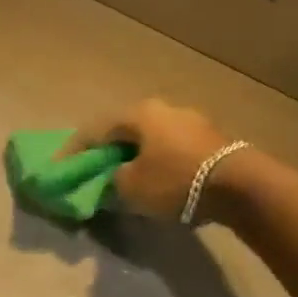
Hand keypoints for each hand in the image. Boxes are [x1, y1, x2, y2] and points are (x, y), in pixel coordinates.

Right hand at [63, 98, 236, 220]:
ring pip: (150, 140)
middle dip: (107, 153)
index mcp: (138, 114)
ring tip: (125, 179)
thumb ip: (110, 182)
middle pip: (125, 132)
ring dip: (134, 158)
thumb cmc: (175, 181)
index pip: (94, 131)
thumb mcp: (129, 188)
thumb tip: (111, 179)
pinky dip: (157, 162)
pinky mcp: (211, 139)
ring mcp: (191, 121)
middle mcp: (164, 108)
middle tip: (94, 172)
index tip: (59, 169)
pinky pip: (172, 149)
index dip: (73, 152)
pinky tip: (155, 179)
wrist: (238, 185)